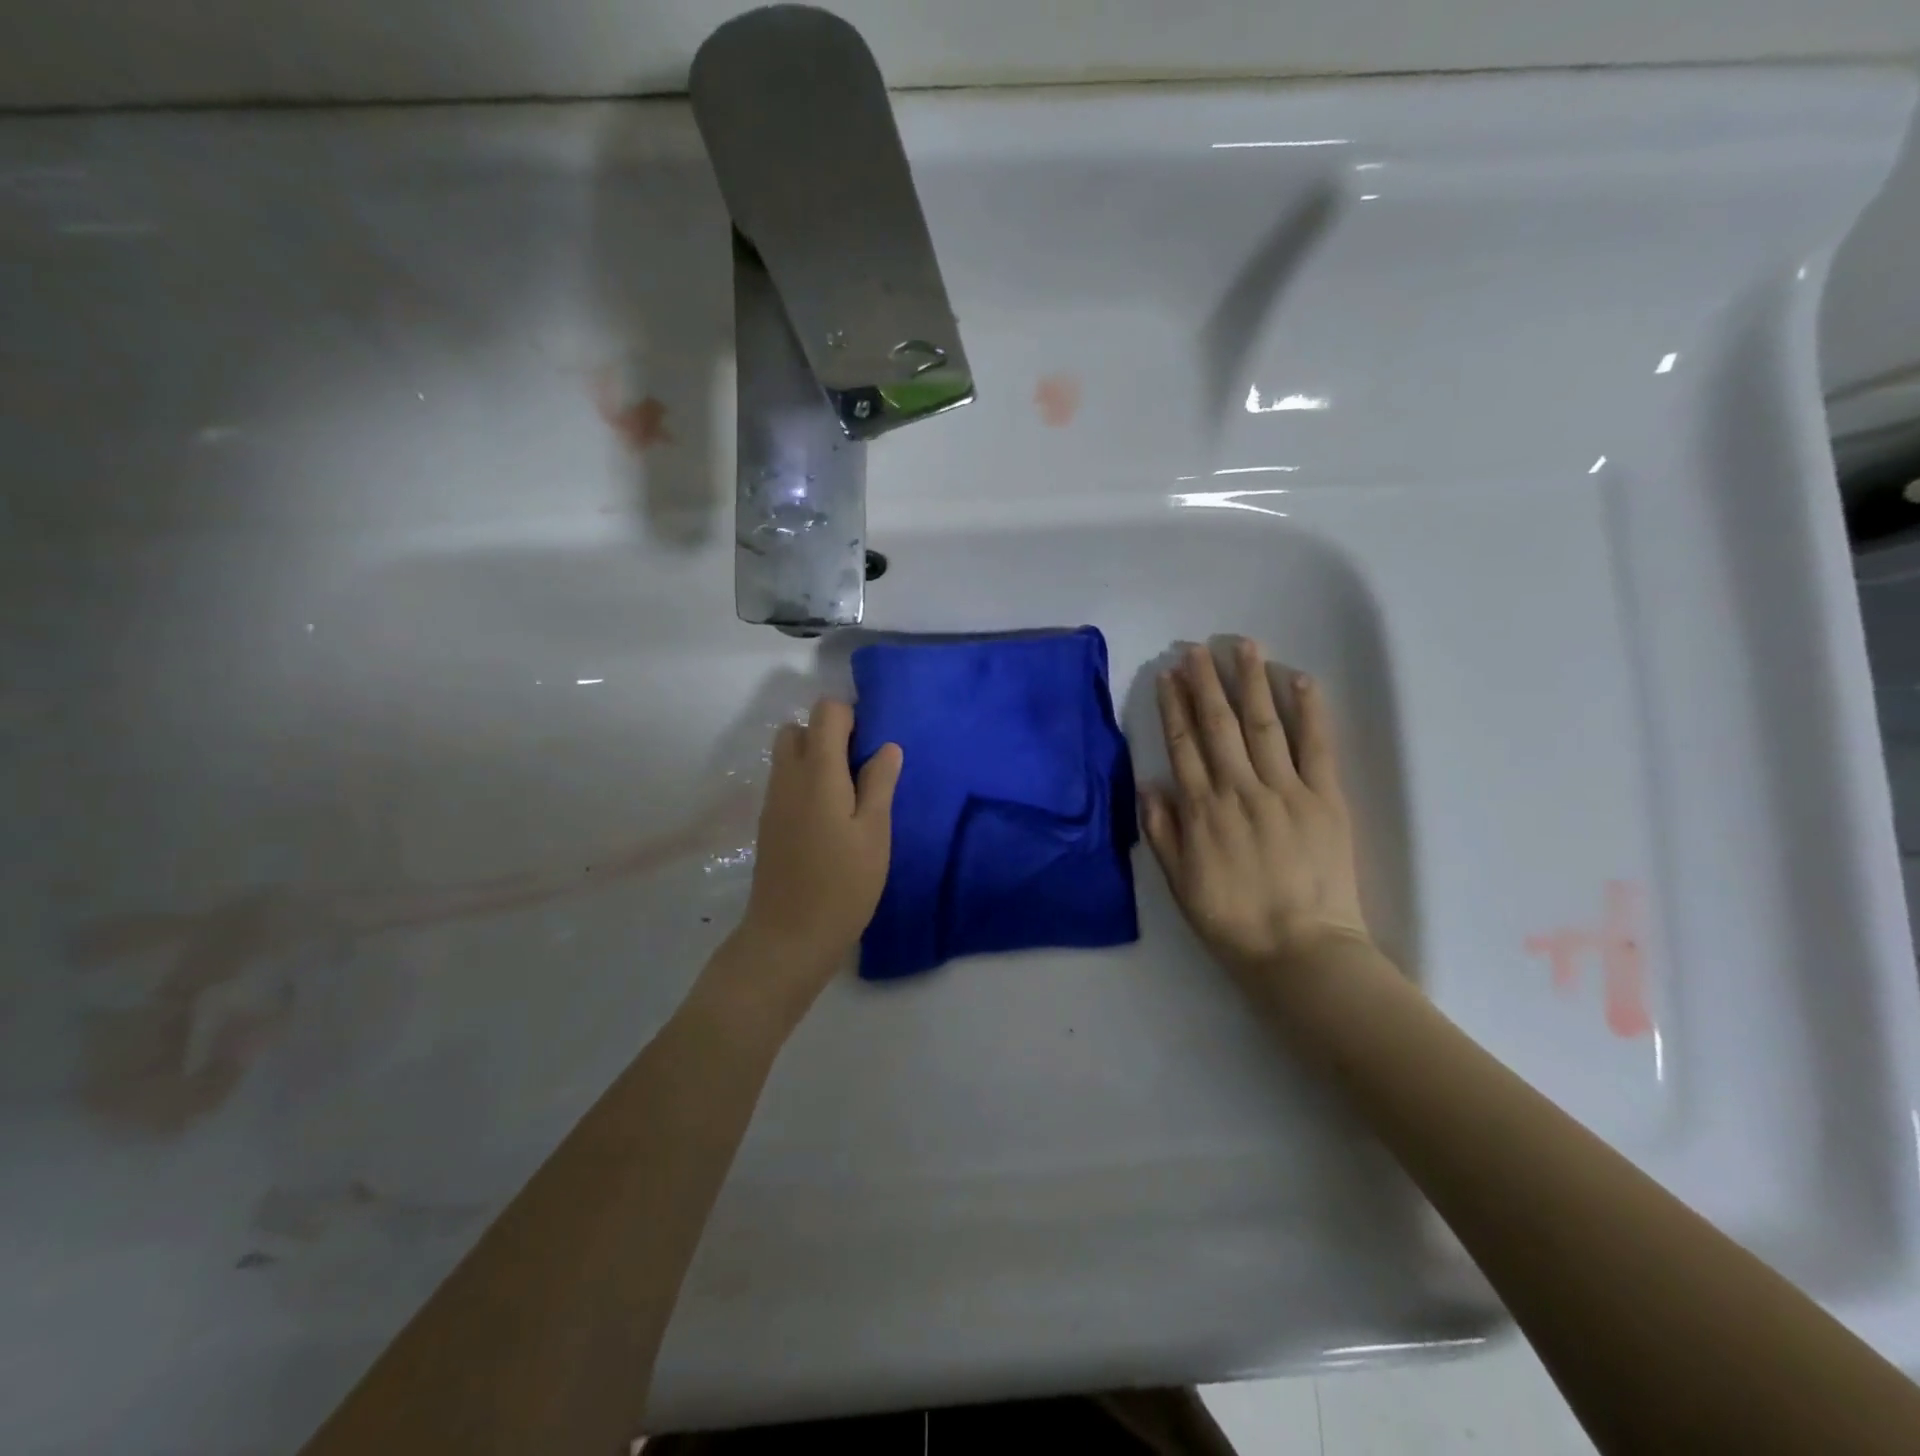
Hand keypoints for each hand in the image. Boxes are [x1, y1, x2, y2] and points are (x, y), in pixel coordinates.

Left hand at [727, 699, 901, 1016]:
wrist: (789, 936)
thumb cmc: (842, 884)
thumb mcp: (874, 834)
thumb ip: (879, 784)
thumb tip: (887, 747)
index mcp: (817, 772)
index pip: (826, 712)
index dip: (852, 717)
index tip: (874, 747)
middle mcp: (788, 777)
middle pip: (799, 727)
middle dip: (829, 734)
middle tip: (860, 769)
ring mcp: (773, 800)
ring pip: (789, 755)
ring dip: (816, 758)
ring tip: (848, 795)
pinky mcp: (768, 822)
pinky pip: (786, 781)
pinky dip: (806, 781)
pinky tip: (830, 818)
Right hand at [1143, 640, 1369, 997]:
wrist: (1300, 951)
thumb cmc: (1233, 921)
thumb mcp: (1179, 883)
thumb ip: (1163, 831)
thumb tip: (1150, 783)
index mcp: (1202, 811)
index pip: (1184, 746)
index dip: (1174, 707)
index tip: (1168, 674)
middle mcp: (1239, 790)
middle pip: (1218, 725)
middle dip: (1206, 682)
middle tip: (1196, 647)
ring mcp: (1285, 791)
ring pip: (1263, 725)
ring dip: (1250, 682)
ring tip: (1243, 646)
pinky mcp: (1325, 800)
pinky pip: (1316, 747)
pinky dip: (1309, 711)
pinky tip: (1299, 679)